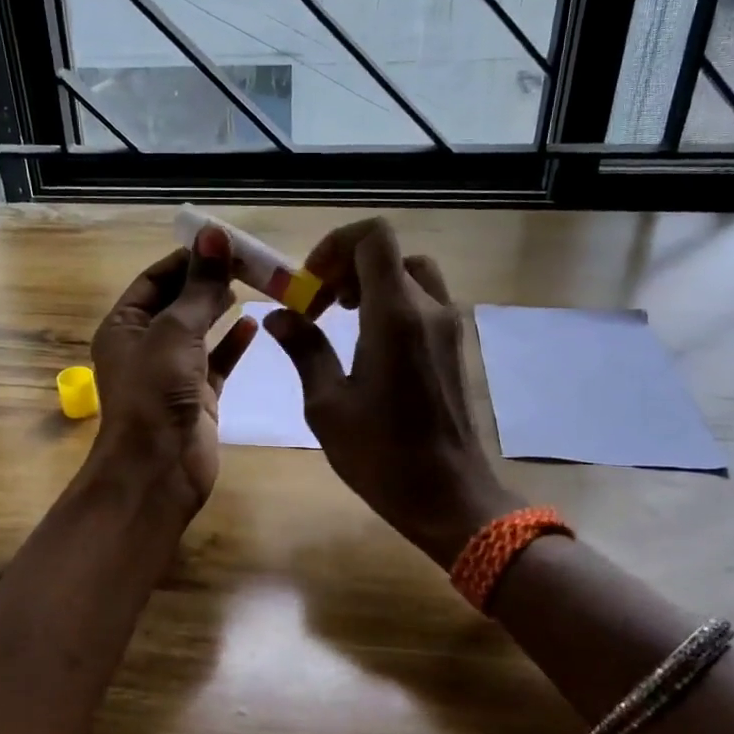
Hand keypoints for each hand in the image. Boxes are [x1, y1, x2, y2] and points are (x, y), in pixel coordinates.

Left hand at [87, 226, 257, 518]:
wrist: (158, 468)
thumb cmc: (155, 392)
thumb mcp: (176, 331)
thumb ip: (199, 287)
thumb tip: (214, 236)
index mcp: (124, 326)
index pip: (155, 279)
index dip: (187, 259)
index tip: (223, 242)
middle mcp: (145, 345)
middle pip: (179, 302)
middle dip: (208, 280)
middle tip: (248, 260)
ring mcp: (172, 372)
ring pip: (199, 330)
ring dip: (221, 307)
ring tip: (252, 283)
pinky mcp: (198, 396)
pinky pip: (217, 361)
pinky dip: (233, 343)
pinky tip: (254, 324)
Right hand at [264, 218, 518, 566]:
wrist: (450, 496)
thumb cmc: (382, 455)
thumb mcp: (328, 404)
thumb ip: (305, 349)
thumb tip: (279, 316)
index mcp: (396, 316)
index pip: (373, 237)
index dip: (335, 245)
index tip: (311, 284)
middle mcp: (429, 309)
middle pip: (389, 254)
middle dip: (347, 267)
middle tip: (320, 304)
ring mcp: (448, 327)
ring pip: (410, 274)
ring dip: (372, 283)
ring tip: (343, 318)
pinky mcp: (454, 347)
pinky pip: (423, 301)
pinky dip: (393, 302)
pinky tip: (369, 344)